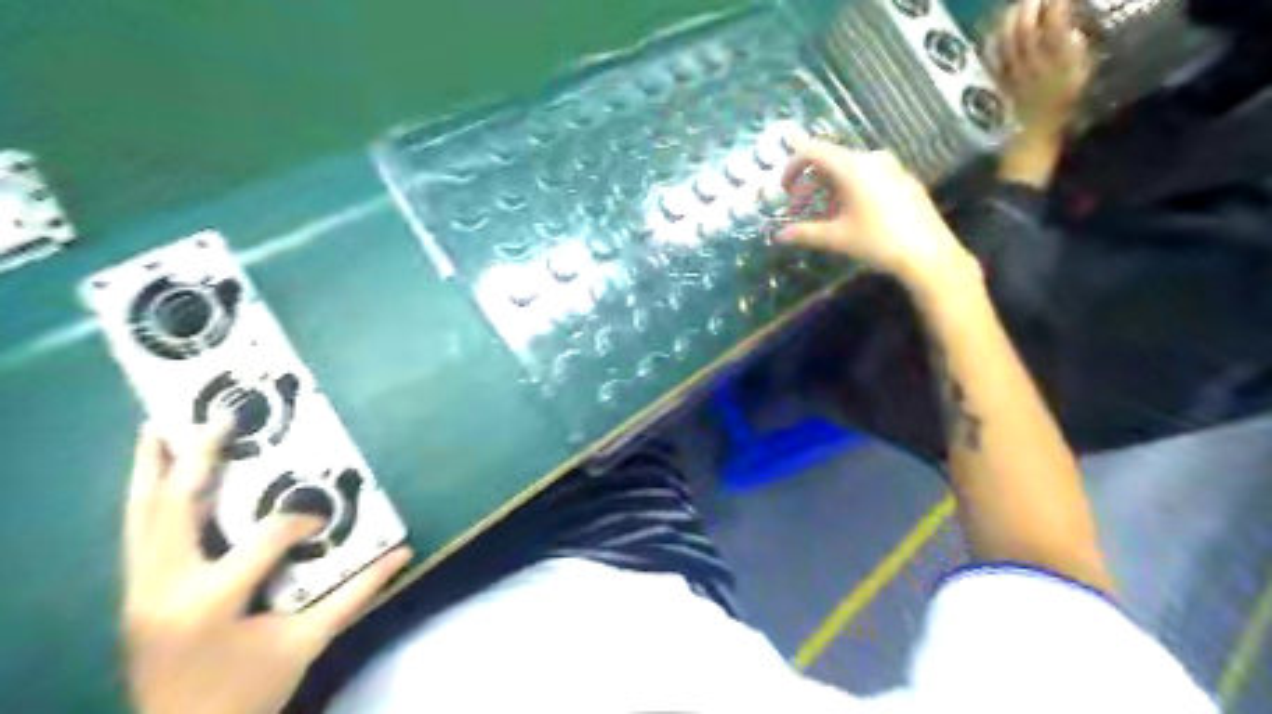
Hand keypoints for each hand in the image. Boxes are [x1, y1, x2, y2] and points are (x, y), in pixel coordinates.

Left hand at [123, 422, 412, 713]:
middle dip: (197, 458)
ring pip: (140, 517)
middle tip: (216, 416)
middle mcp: (165, 588)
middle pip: (176, 508)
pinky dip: (144, 499)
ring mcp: (138, 592)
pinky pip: (135, 535)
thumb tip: (405, 553)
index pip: (263, 538)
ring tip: (159, 427)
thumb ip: (358, 593)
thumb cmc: (250, 690)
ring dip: (151, 470)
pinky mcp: (132, 596)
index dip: (299, 519)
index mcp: (213, 601)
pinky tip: (152, 477)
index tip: (322, 515)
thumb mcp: (309, 641)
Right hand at [771, 140, 975, 289]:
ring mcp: (891, 167)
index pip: (813, 150)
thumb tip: (779, 235)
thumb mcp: (837, 238)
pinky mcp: (903, 180)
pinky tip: (850, 215)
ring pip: (849, 169)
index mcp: (852, 167)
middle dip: (809, 181)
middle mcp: (871, 159)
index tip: (783, 187)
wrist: (929, 254)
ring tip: (823, 214)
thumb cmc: (878, 241)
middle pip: (831, 160)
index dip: (792, 165)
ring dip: (829, 187)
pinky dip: (850, 189)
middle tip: (798, 206)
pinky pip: (868, 175)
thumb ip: (805, 233)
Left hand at [982, 0, 1094, 137]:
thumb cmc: (1067, 96)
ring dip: (1012, 20)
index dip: (1057, 6)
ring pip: (1008, 43)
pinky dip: (994, 41)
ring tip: (1018, 5)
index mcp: (1062, 61)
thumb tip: (1068, 22)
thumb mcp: (1083, 68)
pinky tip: (996, 28)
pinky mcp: (1001, 81)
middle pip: (1027, 31)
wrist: (1039, 128)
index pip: (1056, 26)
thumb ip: (1078, 44)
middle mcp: (1036, 65)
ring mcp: (1015, 74)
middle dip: (1031, 7)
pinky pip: (994, 59)